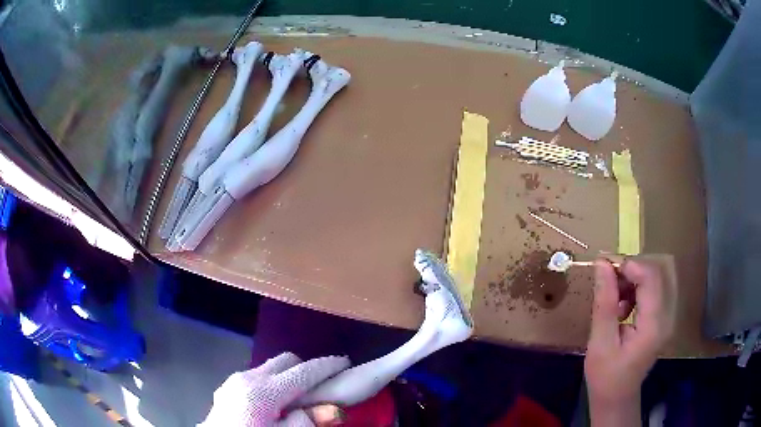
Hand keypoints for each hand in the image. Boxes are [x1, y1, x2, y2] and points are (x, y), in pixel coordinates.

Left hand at [200, 352, 349, 426]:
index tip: (345, 362)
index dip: (327, 366)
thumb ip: (307, 422)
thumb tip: (333, 409)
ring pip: (270, 367)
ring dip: (288, 376)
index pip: (304, 372)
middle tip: (320, 387)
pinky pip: (257, 376)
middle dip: (306, 368)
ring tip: (296, 399)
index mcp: (263, 392)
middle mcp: (248, 378)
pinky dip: (271, 383)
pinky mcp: (229, 386)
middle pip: (286, 360)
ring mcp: (236, 380)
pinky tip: (271, 404)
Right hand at [584, 258, 675, 425]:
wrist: (617, 398)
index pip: (651, 277)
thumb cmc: (605, 376)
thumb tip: (602, 264)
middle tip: (606, 282)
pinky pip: (653, 289)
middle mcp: (667, 315)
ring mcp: (667, 316)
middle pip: (656, 273)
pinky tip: (623, 306)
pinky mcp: (663, 317)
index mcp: (654, 325)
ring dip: (632, 280)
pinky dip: (636, 289)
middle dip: (630, 270)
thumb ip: (604, 303)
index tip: (603, 267)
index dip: (629, 265)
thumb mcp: (600, 343)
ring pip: (655, 278)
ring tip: (613, 299)